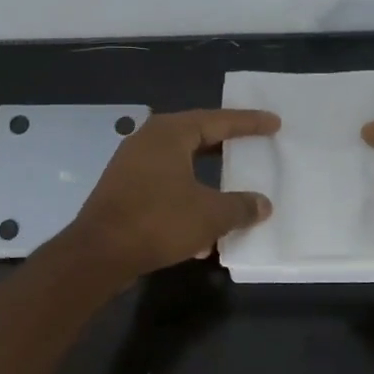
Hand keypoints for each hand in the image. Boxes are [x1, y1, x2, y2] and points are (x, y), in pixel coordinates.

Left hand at [65, 109, 278, 279]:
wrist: (99, 253)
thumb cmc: (158, 221)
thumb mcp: (210, 215)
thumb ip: (240, 207)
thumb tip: (262, 204)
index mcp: (169, 133)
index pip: (218, 120)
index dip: (248, 123)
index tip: (273, 123)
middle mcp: (147, 141)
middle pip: (196, 137)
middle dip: (225, 145)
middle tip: (252, 145)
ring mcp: (131, 166)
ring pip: (179, 165)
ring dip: (206, 178)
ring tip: (232, 185)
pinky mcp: (123, 191)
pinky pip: (164, 187)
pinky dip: (186, 199)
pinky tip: (201, 230)